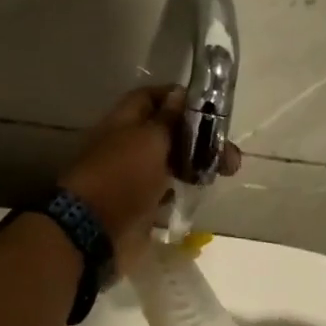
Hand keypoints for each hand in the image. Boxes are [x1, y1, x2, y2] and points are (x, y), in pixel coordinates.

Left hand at [58, 86, 239, 273]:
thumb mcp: (150, 139)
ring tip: (227, 172)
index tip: (211, 108)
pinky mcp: (141, 204)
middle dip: (199, 137)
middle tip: (230, 151)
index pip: (153, 97)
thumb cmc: (123, 176)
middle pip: (168, 131)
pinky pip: (166, 190)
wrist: (95, 232)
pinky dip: (183, 189)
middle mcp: (129, 144)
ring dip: (197, 163)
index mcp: (125, 120)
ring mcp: (134, 175)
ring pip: (171, 161)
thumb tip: (180, 93)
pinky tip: (203, 191)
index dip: (179, 98)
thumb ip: (168, 118)